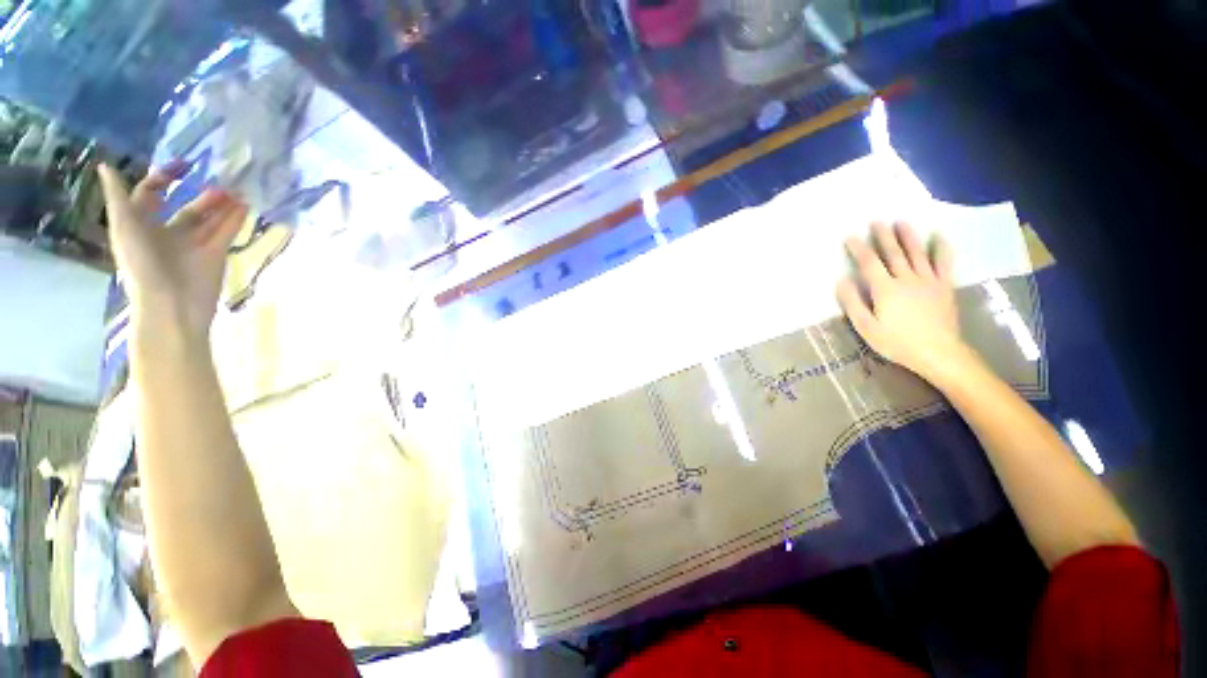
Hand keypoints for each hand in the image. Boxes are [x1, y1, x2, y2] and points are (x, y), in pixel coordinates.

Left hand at [98, 162, 248, 335]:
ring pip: (210, 219)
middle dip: (201, 194)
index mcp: (142, 225)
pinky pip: (227, 232)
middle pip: (186, 207)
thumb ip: (118, 197)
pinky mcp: (216, 253)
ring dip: (223, 204)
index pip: (151, 195)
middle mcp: (168, 232)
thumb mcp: (124, 227)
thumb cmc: (142, 265)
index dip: (163, 178)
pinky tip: (245, 205)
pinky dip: (236, 218)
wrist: (172, 305)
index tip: (182, 166)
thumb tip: (105, 165)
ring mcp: (194, 244)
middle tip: (220, 179)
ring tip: (238, 189)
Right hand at [837, 221, 969, 382]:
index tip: (850, 236)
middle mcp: (907, 279)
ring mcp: (928, 281)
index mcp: (885, 289)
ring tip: (901, 222)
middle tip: (877, 221)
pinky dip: (942, 248)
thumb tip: (841, 281)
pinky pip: (944, 263)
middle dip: (883, 236)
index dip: (858, 248)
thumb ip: (853, 303)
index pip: (869, 263)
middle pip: (893, 253)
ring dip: (908, 236)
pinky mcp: (944, 287)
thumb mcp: (866, 327)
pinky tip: (939, 236)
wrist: (939, 353)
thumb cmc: (897, 342)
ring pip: (917, 253)